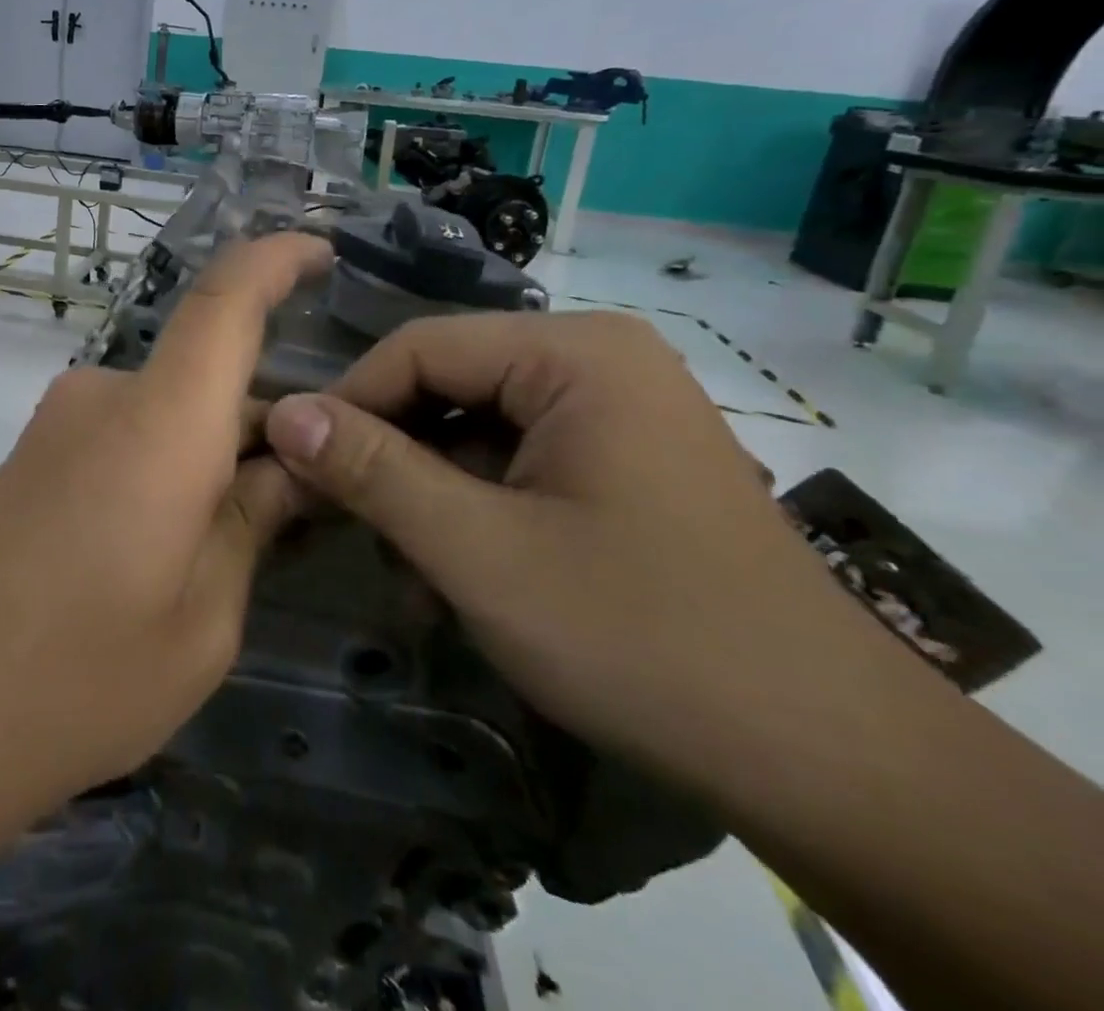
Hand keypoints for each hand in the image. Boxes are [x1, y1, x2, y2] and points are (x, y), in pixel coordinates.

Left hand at [0, 231, 331, 835]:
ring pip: (166, 419)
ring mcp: (55, 428)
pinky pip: (121, 443)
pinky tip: (164, 556)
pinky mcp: (26, 462)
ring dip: (210, 461)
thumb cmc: (76, 679)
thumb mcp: (202, 621)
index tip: (321, 252)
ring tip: (233, 553)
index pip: (225, 301)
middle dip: (263, 428)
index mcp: (160, 421)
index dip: (276, 259)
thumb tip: (287, 471)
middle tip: (305, 509)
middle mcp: (103, 399)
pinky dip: (163, 474)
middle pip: (206, 381)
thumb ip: (250, 526)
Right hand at [261, 310, 922, 797]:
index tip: (294, 468)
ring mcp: (612, 411)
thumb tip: (282, 413)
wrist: (826, 761)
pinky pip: (513, 461)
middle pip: (446, 385)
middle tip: (340, 525)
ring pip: (472, 428)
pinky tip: (452, 574)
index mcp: (573, 352)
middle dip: (389, 458)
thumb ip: (373, 472)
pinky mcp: (618, 460)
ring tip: (403, 570)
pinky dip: (471, 509)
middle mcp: (594, 360)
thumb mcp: (479, 551)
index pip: (418, 348)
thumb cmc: (641, 637)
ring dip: (425, 493)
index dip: (347, 404)